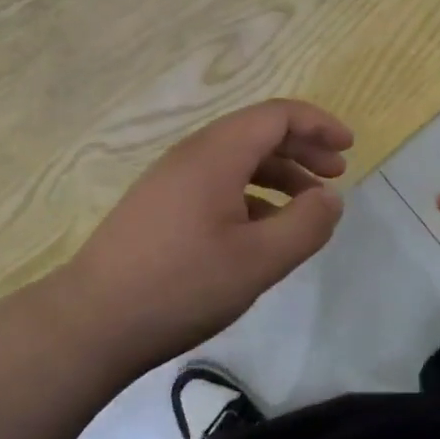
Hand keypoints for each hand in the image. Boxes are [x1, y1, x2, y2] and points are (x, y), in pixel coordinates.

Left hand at [56, 99, 352, 375]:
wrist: (90, 323)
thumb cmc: (181, 285)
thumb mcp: (258, 261)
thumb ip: (304, 225)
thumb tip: (331, 198)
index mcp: (217, 154)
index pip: (277, 115)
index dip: (318, 124)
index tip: (348, 148)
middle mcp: (193, 154)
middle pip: (258, 132)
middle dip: (303, 147)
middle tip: (336, 173)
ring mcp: (172, 179)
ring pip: (237, 159)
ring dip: (279, 172)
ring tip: (307, 203)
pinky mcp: (160, 206)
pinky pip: (217, 182)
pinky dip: (252, 193)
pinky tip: (263, 229)